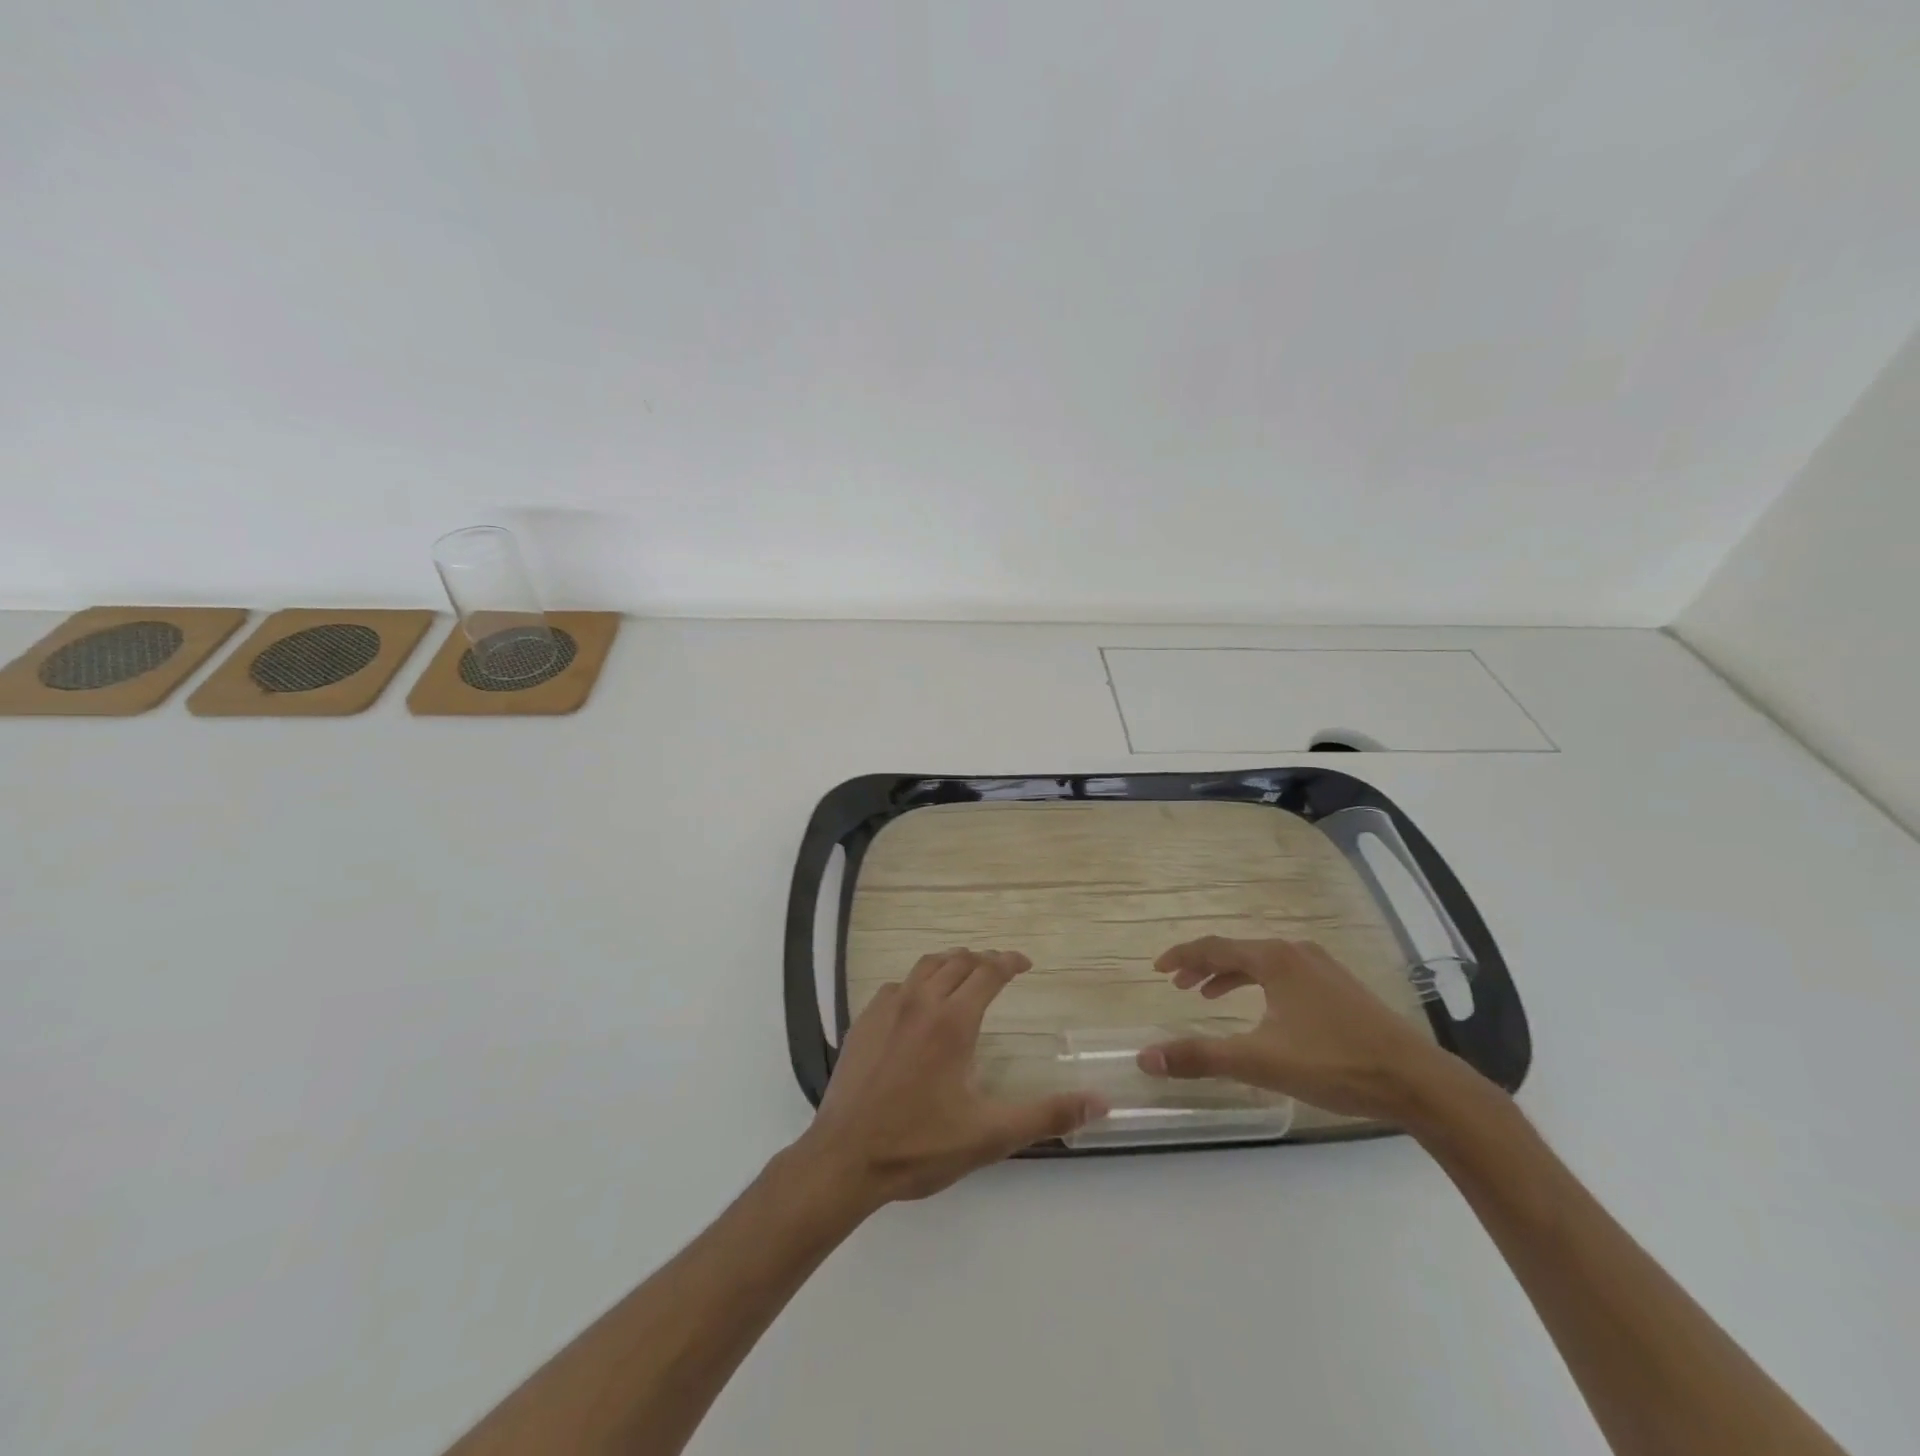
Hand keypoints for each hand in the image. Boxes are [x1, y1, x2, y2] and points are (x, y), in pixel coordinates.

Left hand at [791, 948, 1107, 1207]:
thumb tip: (1101, 1102)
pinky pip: (896, 985)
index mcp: (952, 1021)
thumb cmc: (919, 1145)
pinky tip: (918, 1003)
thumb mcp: (990, 1135)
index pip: (987, 972)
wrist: (844, 1158)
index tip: (1025, 963)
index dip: (1009, 961)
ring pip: (924, 966)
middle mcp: (919, 1002)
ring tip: (964, 973)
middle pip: (957, 962)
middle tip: (999, 969)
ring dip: (950, 963)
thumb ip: (1047, 1115)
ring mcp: (886, 1009)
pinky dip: (916, 982)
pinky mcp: (862, 1022)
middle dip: (982, 960)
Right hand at [1137, 937, 1469, 1123]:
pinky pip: (1285, 975)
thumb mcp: (1260, 1062)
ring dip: (1231, 976)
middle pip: (1237, 951)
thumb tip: (1146, 1057)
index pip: (1213, 947)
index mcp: (1274, 959)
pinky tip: (1264, 1011)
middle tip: (1178, 986)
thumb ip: (1201, 1056)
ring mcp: (1323, 968)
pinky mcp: (1341, 988)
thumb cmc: (1335, 1063)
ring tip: (1209, 996)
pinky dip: (1259, 985)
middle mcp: (1296, 953)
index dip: (1182, 957)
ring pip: (1263, 963)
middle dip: (1204, 967)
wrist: (1419, 1082)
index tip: (1157, 969)